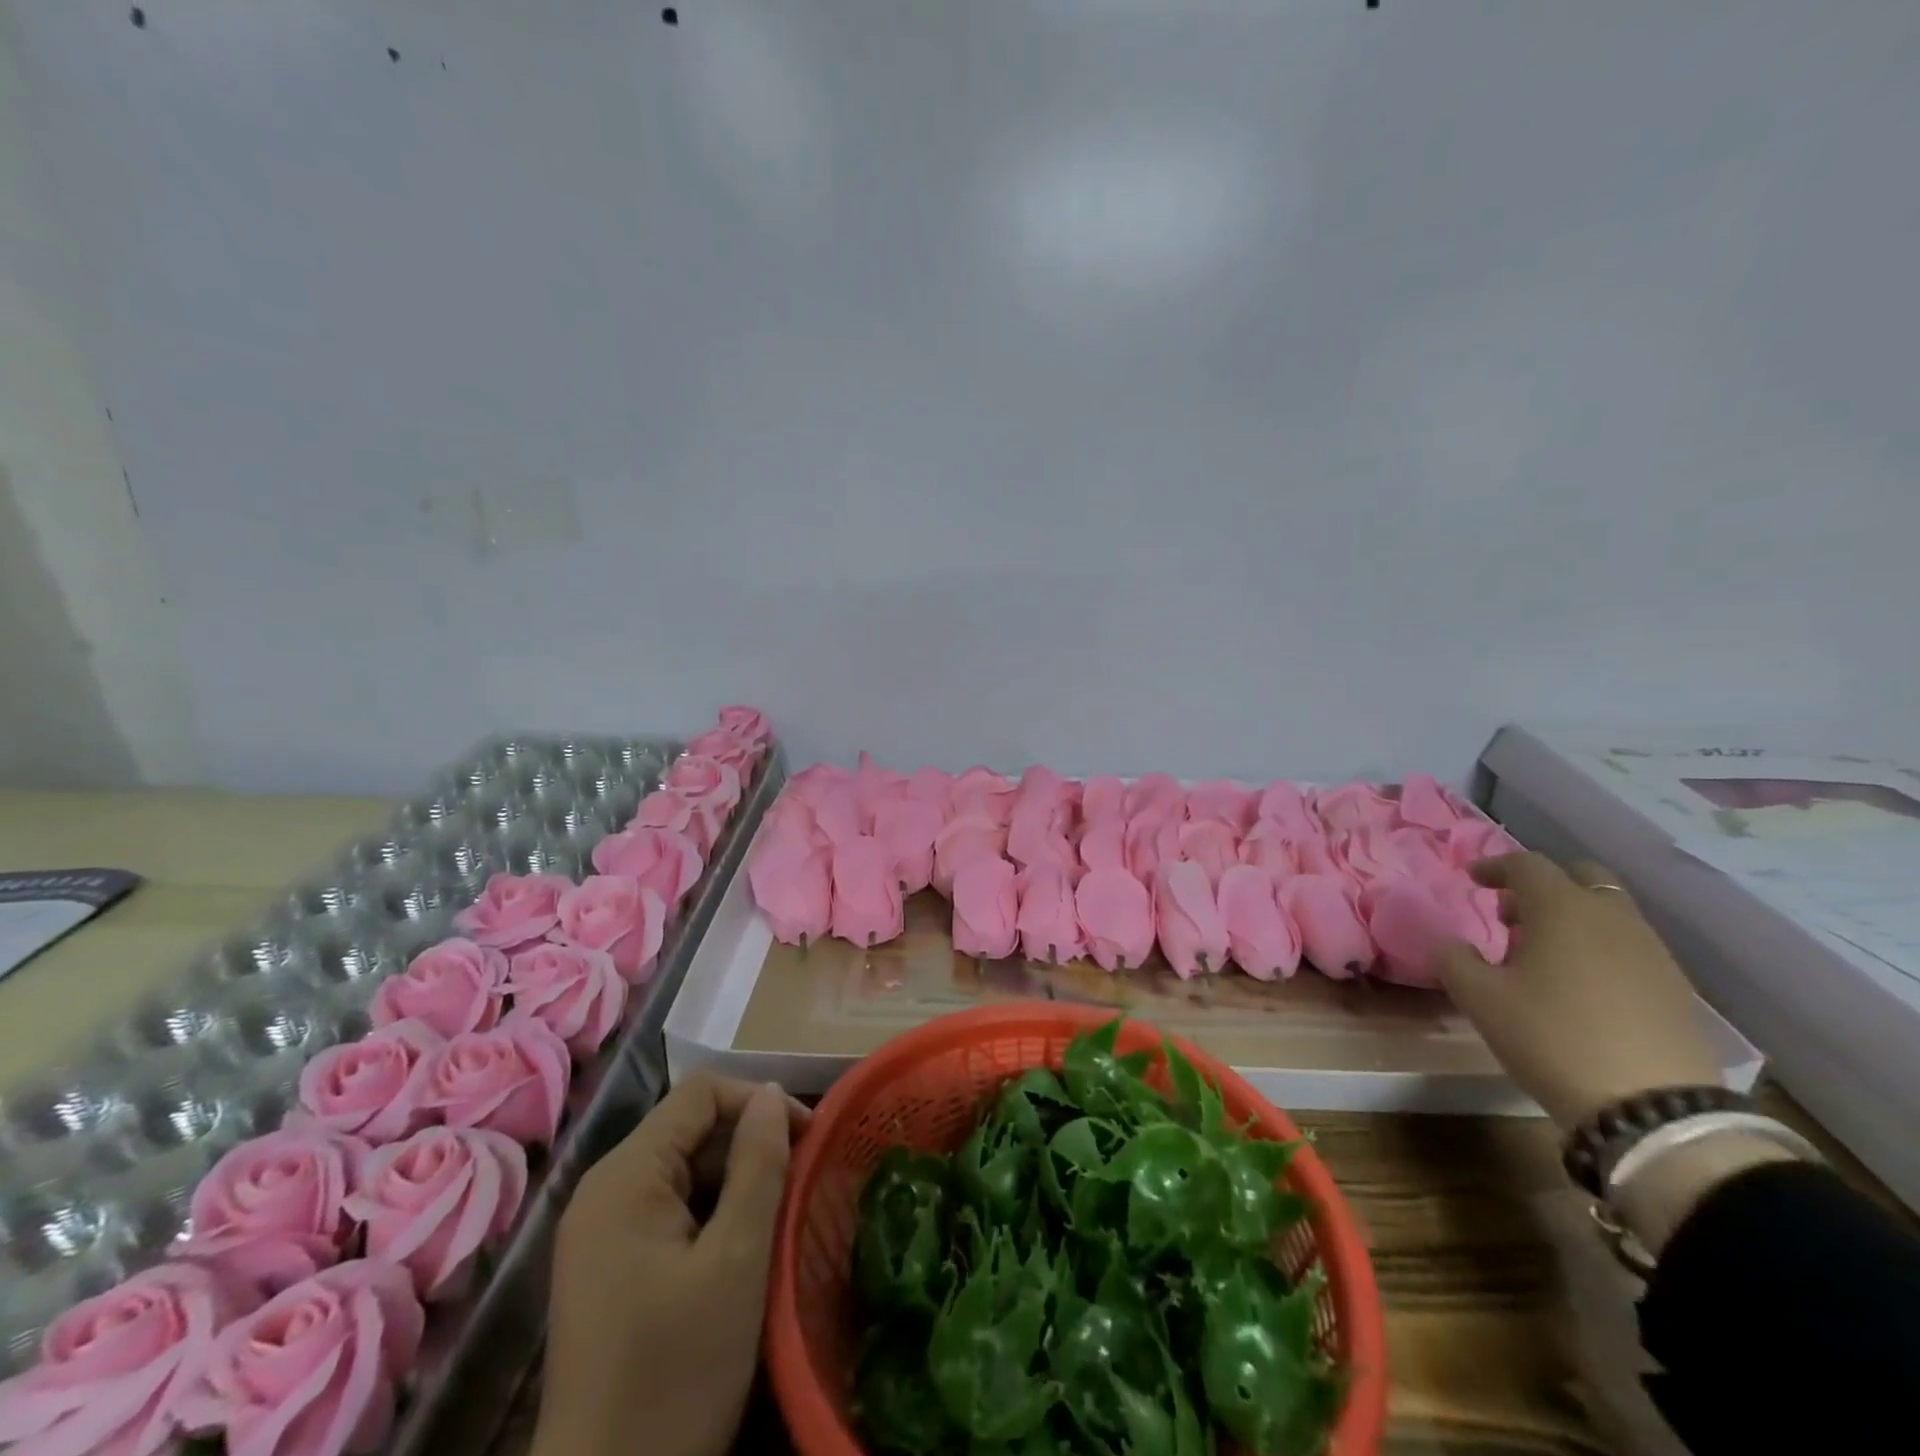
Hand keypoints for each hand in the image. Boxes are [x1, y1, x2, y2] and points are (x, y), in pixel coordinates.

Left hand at [532, 1074, 809, 1455]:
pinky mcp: (608, 1267)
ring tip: (782, 1214)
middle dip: (750, 1144)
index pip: (700, 1094)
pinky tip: (744, 1249)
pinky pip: (669, 1211)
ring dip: (736, 1182)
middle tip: (802, 1182)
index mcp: (625, 1176)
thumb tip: (773, 1093)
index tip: (808, 1137)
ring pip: (684, 1172)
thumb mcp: (736, 1261)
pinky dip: (712, 1215)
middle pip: (690, 1130)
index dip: (758, 1102)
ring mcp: (601, 1231)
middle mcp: (604, 1190)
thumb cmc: (676, 1375)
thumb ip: (758, 1165)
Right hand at [1436, 852, 1723, 1128]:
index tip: (1472, 879)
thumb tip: (1447, 941)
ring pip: (1608, 912)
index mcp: (1562, 908)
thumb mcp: (1479, 998)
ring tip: (1541, 954)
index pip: (1526, 864)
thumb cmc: (1551, 1037)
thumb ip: (1453, 958)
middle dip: (1541, 887)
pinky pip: (1629, 945)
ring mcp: (1652, 951)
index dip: (1495, 866)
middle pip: (1578, 877)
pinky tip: (1580, 984)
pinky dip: (1599, 946)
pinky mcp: (1676, 987)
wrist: (1653, 1109)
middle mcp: (1612, 917)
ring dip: (1571, 917)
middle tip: (1510, 915)